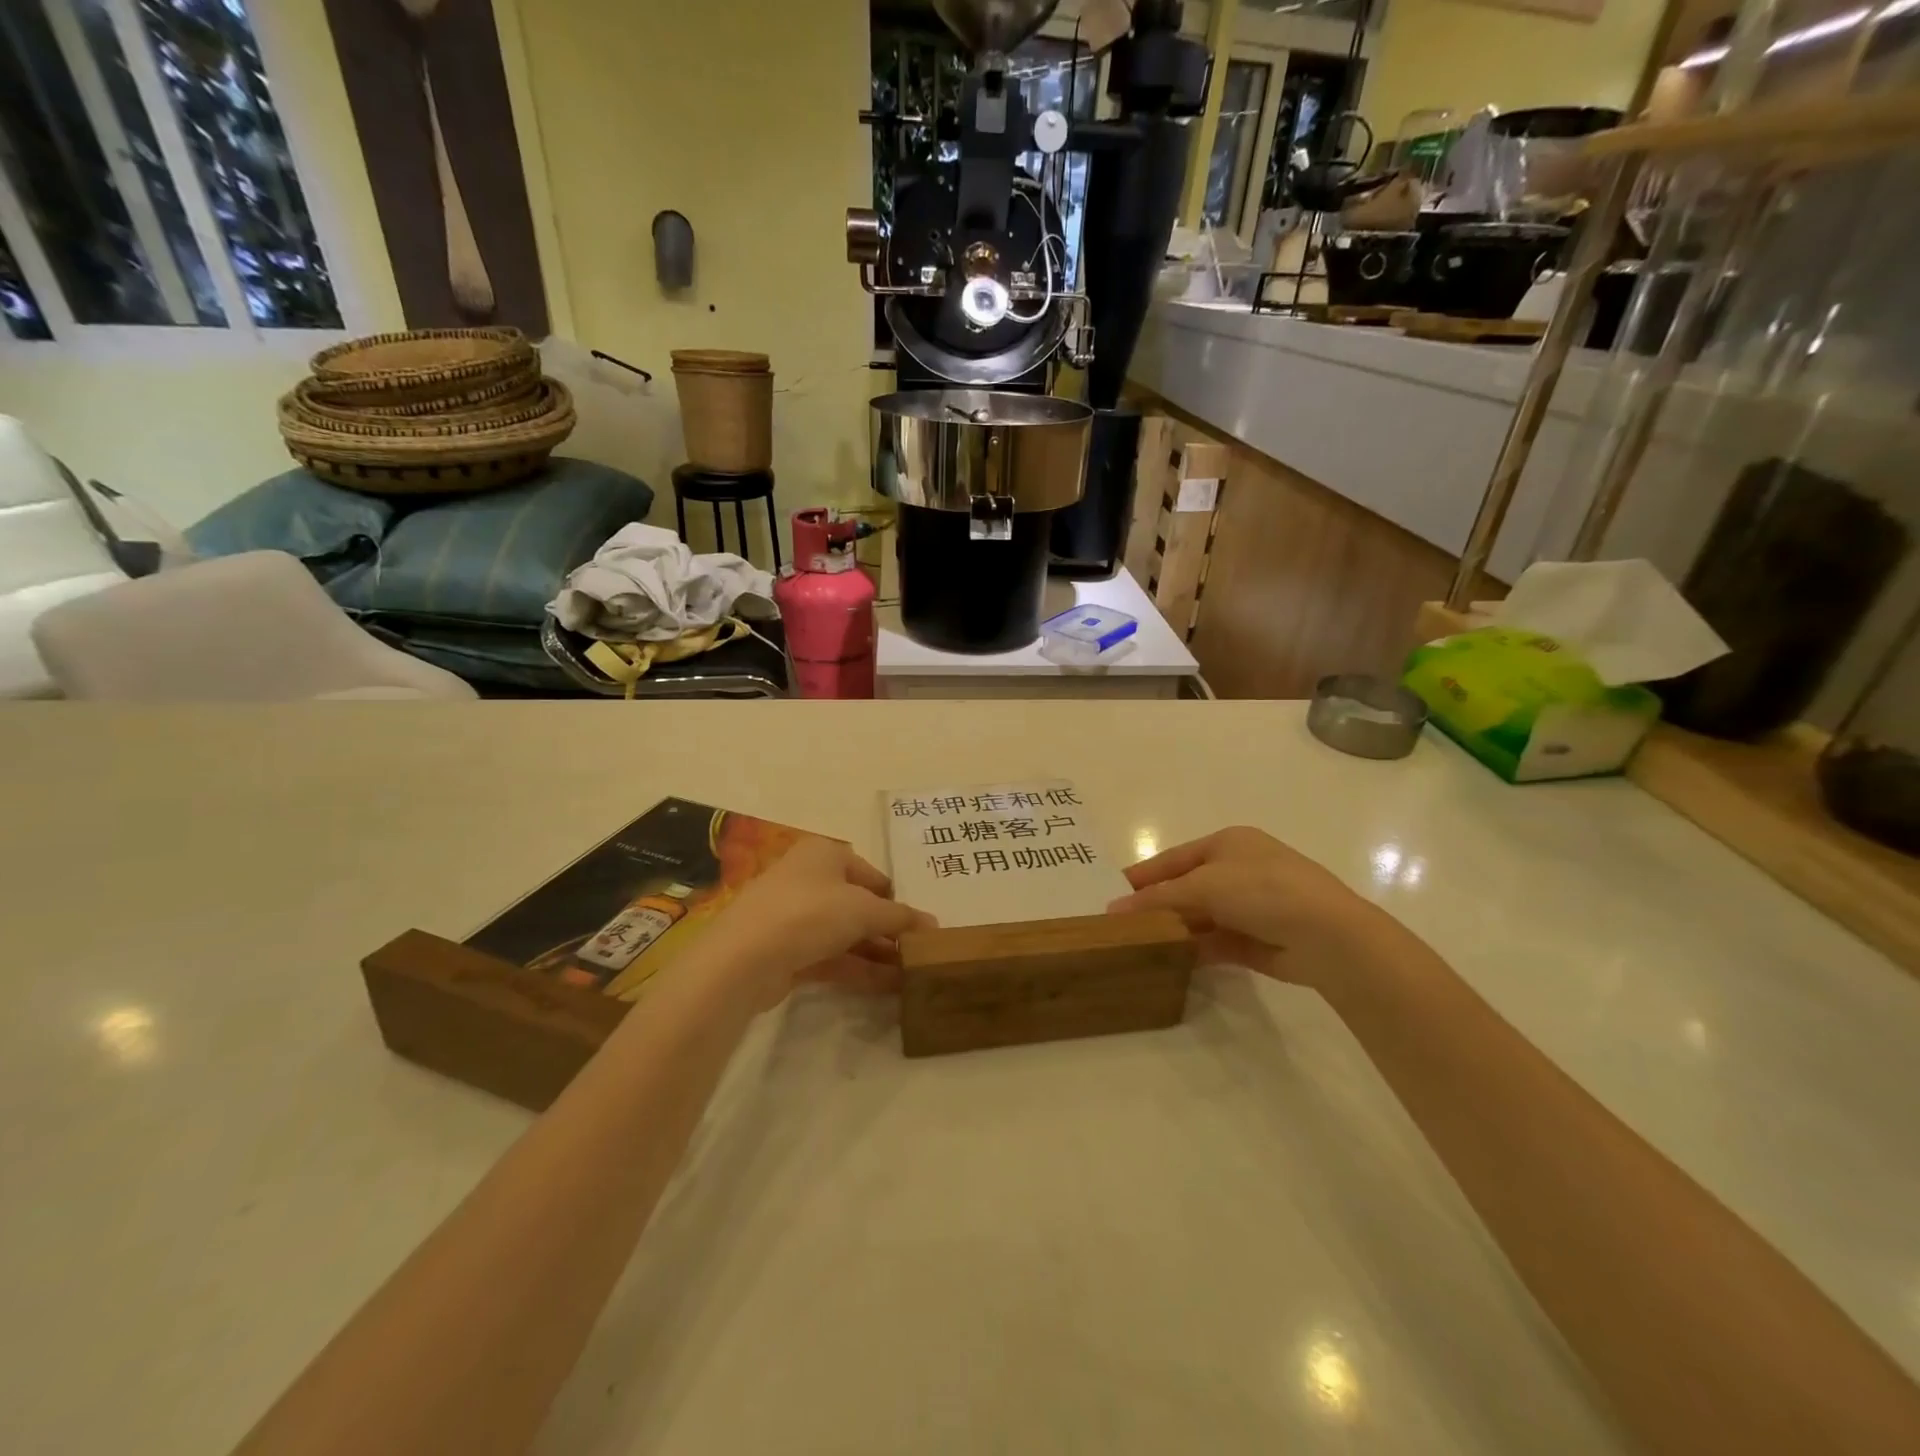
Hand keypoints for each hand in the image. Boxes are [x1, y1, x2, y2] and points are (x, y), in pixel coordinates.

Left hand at [693, 837, 935, 1006]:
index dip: (896, 899)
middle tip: (918, 955)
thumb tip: (934, 925)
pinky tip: (887, 987)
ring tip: (911, 976)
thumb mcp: (864, 910)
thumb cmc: (810, 913)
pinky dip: (858, 969)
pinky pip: (831, 957)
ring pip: (845, 934)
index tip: (919, 926)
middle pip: (858, 905)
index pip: (871, 874)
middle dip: (888, 930)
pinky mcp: (786, 952)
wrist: (744, 958)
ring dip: (877, 953)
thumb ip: (901, 917)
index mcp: (825, 854)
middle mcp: (808, 879)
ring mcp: (794, 917)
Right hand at [1106, 827, 1385, 986]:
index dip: (1143, 875)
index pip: (1174, 858)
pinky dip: (1194, 949)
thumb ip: (1159, 897)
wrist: (1328, 935)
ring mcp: (1251, 906)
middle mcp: (1239, 870)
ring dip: (1174, 928)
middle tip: (1120, 923)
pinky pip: (1216, 942)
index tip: (1112, 892)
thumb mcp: (1204, 885)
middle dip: (1156, 904)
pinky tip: (1169, 959)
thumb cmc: (1262, 890)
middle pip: (1186, 887)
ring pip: (1201, 916)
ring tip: (1137, 944)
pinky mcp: (1258, 939)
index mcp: (1228, 843)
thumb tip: (1115, 909)